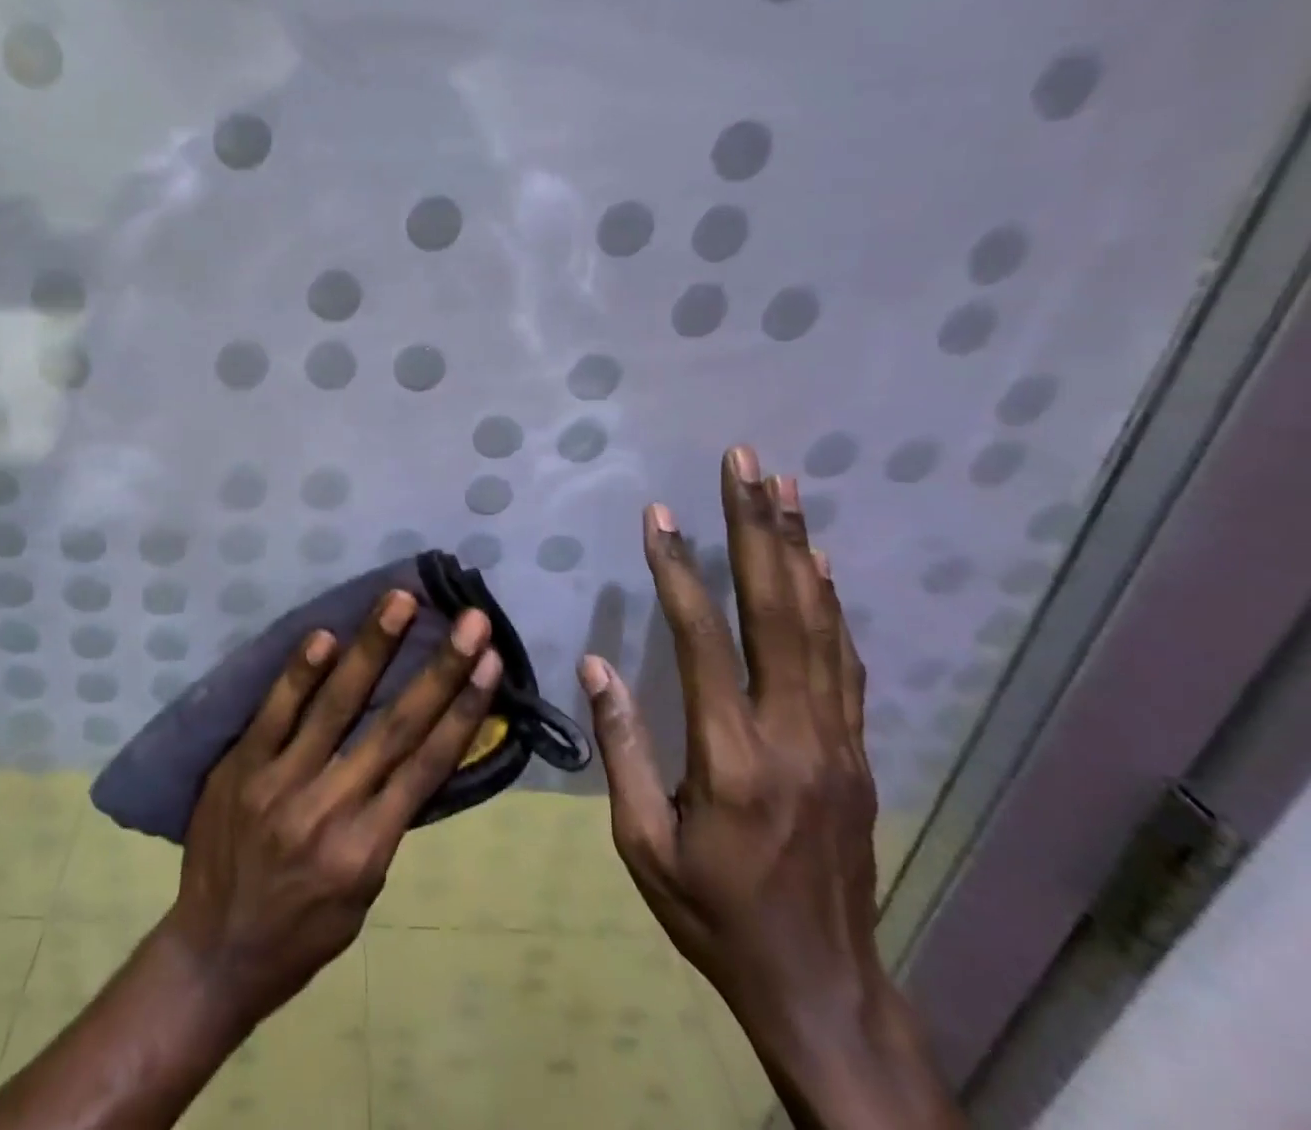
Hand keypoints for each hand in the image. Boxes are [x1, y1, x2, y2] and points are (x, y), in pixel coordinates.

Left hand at [162, 590, 501, 1028]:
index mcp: (368, 848)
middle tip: (468, 619)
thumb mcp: (363, 893)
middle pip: (395, 727)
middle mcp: (330, 810)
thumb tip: (412, 753)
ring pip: (336, 706)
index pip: (427, 766)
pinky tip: (324, 637)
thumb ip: (386, 822)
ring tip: (399, 601)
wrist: (213, 956)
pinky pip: (274, 713)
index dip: (463, 711)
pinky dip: (300, 674)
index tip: (490, 663)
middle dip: (438, 669)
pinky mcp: (240, 768)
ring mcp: (280, 784)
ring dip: (372, 648)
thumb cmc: (302, 932)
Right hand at [580, 446, 963, 1129]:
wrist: (822, 987)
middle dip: (756, 528)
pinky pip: (843, 659)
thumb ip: (623, 747)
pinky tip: (818, 562)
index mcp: (732, 758)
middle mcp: (792, 734)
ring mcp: (835, 738)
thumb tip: (597, 663)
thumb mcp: (643, 844)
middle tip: (744, 464)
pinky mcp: (855, 749)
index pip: (703, 640)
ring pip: (819, 623)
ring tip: (783, 487)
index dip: (679, 571)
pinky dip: (830, 601)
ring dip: (797, 548)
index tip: (660, 517)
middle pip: (777, 610)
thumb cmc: (713, 913)